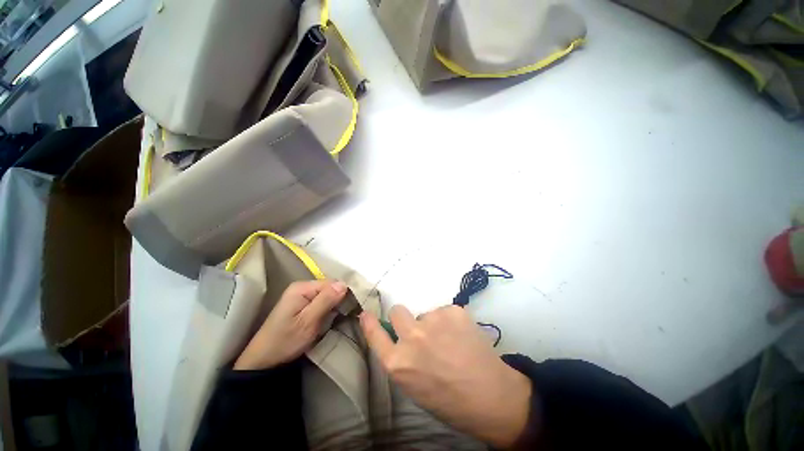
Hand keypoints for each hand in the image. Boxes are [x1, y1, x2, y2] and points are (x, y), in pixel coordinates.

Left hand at [234, 280, 347, 370]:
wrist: (264, 360)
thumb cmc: (286, 341)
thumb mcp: (308, 322)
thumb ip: (326, 301)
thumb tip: (344, 284)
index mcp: (302, 288)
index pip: (331, 282)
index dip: (343, 293)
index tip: (352, 306)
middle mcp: (302, 287)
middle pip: (329, 287)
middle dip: (339, 298)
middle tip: (347, 314)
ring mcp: (301, 295)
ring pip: (326, 294)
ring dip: (334, 304)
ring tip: (342, 316)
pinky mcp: (301, 304)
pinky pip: (321, 300)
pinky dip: (328, 308)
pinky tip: (331, 317)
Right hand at [360, 305, 531, 448]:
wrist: (491, 396)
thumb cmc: (449, 399)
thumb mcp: (414, 386)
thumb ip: (402, 359)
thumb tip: (399, 338)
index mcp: (398, 363)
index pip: (375, 335)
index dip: (370, 323)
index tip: (366, 313)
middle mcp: (411, 337)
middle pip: (397, 311)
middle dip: (404, 318)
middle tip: (420, 330)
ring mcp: (432, 320)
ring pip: (425, 313)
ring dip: (432, 324)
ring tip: (450, 341)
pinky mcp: (453, 311)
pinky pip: (444, 311)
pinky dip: (450, 321)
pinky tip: (462, 336)